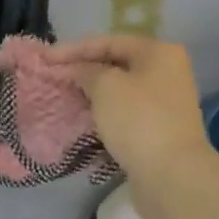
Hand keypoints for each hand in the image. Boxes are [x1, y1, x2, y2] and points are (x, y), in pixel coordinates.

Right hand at [45, 36, 216, 195]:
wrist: (172, 176)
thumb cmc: (138, 120)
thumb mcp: (105, 86)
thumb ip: (86, 71)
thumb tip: (79, 71)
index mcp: (158, 52)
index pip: (109, 41)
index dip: (74, 49)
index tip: (46, 58)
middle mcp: (167, 72)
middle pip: (116, 64)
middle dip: (84, 71)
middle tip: (54, 77)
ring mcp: (165, 103)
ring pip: (120, 91)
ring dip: (93, 94)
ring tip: (64, 98)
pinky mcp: (159, 130)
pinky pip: (125, 114)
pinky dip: (105, 115)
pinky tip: (84, 120)